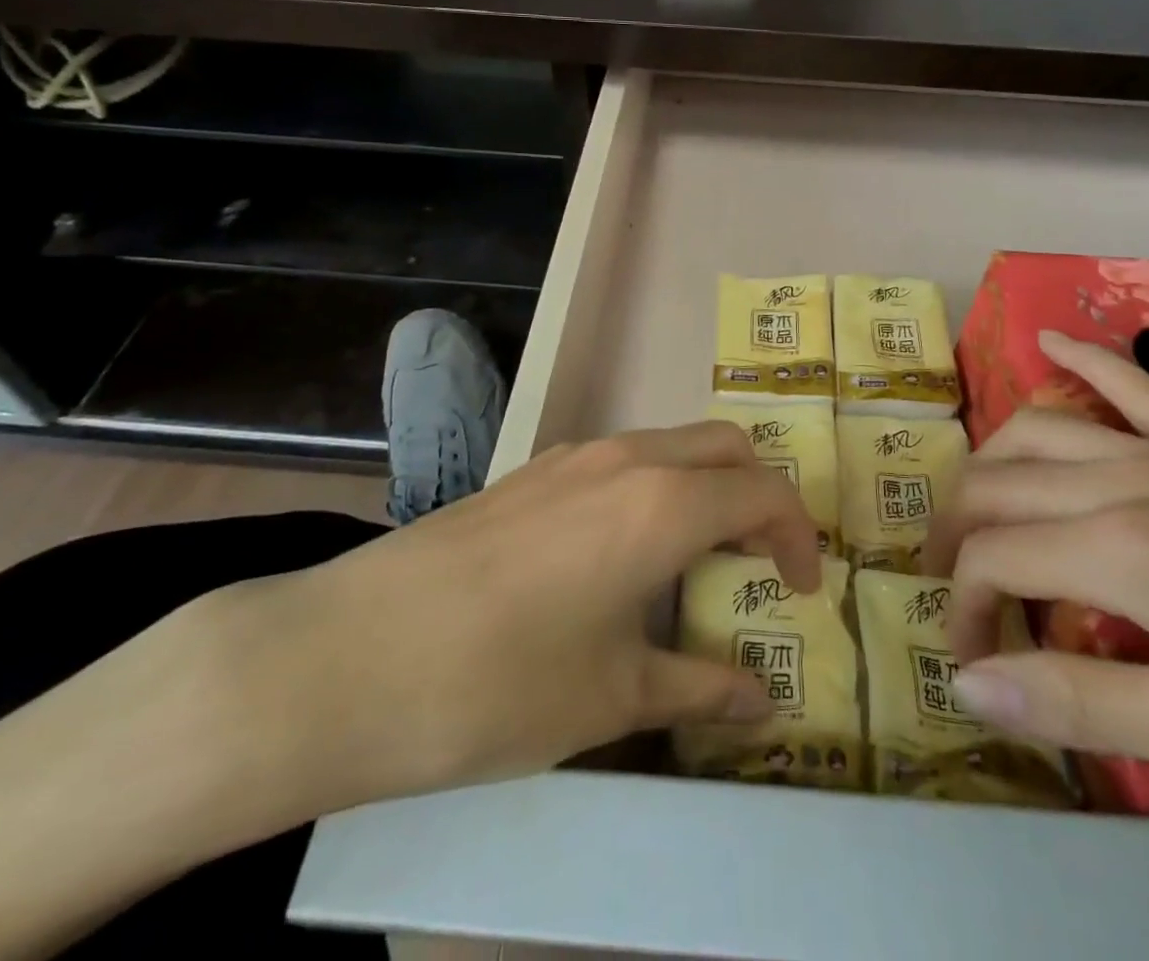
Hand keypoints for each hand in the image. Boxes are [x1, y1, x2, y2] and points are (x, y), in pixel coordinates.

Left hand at [0, 426, 820, 960]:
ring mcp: (574, 454)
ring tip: (701, 559)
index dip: (799, 535)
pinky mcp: (533, 469)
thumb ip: (698, 688)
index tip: (804, 590)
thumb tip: (761, 702)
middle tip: (764, 561)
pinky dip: (656, 486)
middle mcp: (628, 458)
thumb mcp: (612, 697)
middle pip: (726, 446)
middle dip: (761, 494)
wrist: (344, 657)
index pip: (764, 492)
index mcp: (664, 503)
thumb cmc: (498, 684)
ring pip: (672, 444)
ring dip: (706, 485)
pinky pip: (623, 458)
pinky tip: (625, 553)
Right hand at [924, 333, 1148, 815]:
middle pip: (997, 485)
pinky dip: (1080, 360)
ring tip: (974, 506)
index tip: (973, 660)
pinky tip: (1047, 343)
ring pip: (1038, 430)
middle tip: (956, 589)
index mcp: (1116, 549)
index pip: (993, 559)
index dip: (963, 607)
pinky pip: (1130, 382)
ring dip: (990, 464)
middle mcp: (1122, 479)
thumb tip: (970, 685)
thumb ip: (1079, 701)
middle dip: (957, 536)